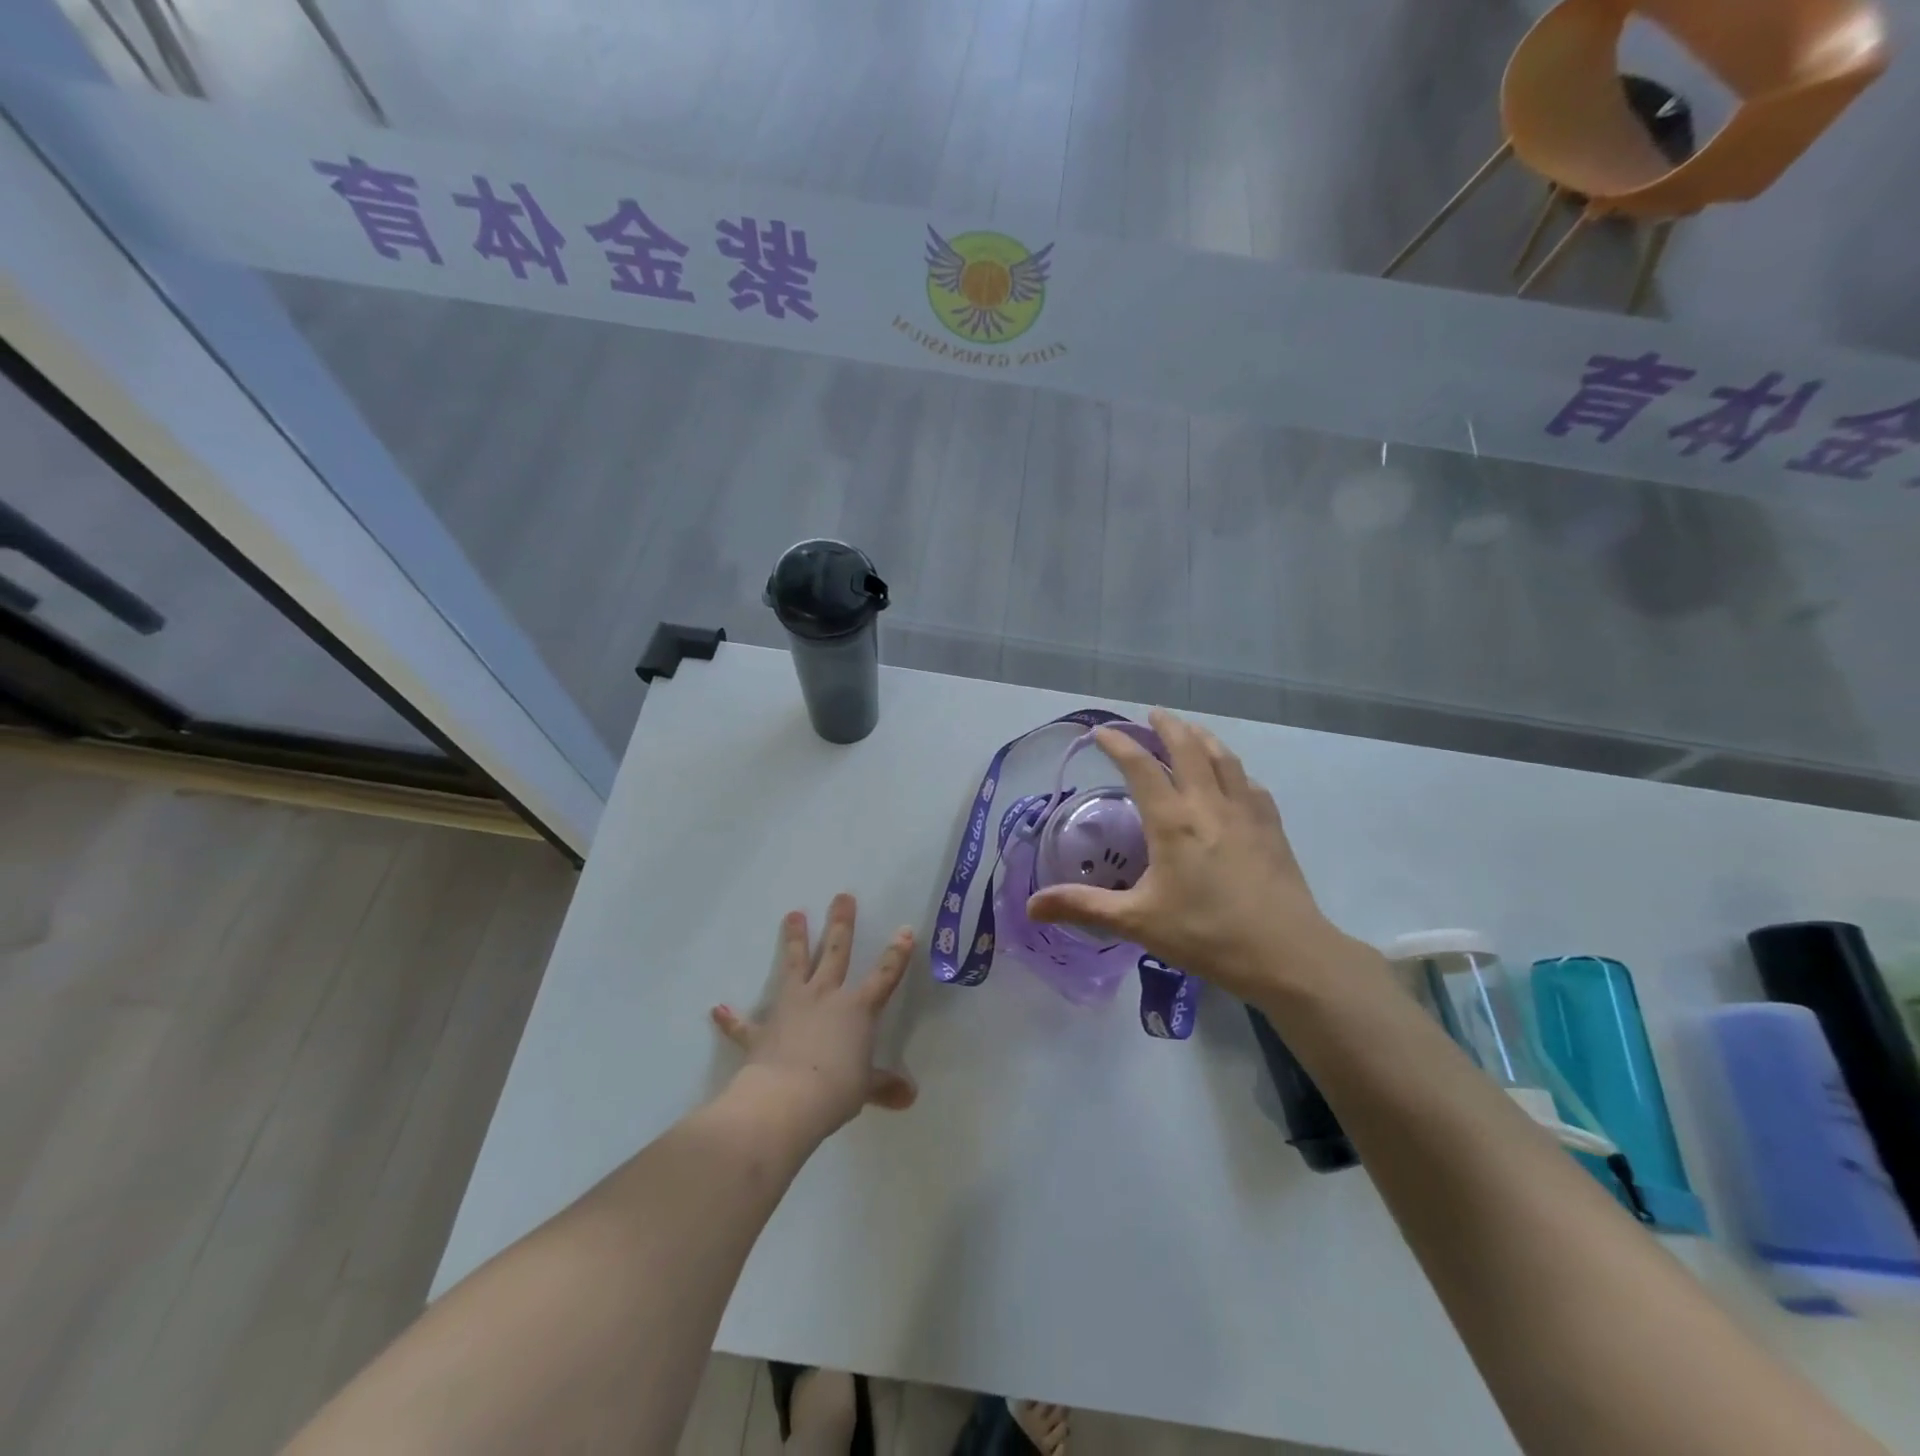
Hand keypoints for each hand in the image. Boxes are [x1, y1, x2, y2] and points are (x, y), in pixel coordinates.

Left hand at [711, 894, 916, 1137]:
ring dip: (794, 940)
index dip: (897, 954)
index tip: (905, 929)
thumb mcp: (866, 1088)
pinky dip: (731, 1019)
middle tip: (842, 896)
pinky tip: (718, 1009)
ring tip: (793, 914)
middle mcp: (825, 997)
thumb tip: (910, 1097)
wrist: (786, 1099)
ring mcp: (791, 1008)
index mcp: (857, 1009)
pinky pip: (744, 1024)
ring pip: (794, 965)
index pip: (884, 975)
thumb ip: (885, 1085)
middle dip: (841, 923)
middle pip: (836, 952)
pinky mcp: (761, 1030)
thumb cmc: (836, 1090)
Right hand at [1026, 709, 1367, 1004]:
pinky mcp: (1271, 827)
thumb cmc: (1207, 935)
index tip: (1101, 732)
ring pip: (1223, 758)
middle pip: (1188, 748)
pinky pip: (1250, 784)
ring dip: (1203, 738)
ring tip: (1191, 731)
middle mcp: (1208, 804)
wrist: (1288, 954)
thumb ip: (1084, 907)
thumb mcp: (1138, 922)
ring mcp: (1245, 812)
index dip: (1119, 744)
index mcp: (1173, 821)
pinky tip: (1234, 778)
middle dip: (1168, 727)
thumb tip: (1031, 906)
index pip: (1140, 766)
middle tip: (1154, 715)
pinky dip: (1234, 770)